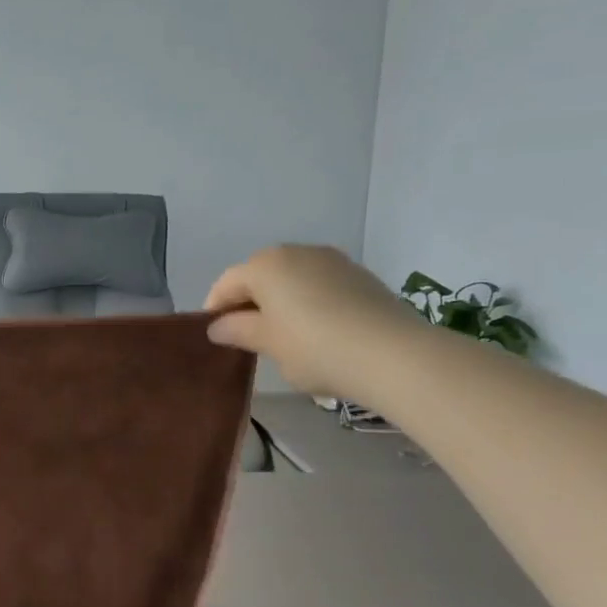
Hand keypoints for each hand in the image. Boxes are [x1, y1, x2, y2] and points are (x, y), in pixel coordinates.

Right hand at [204, 245, 428, 406]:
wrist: (392, 354)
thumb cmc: (315, 347)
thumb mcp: (268, 344)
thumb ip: (238, 330)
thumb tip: (218, 327)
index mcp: (265, 265)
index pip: (228, 283)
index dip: (216, 308)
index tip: (215, 336)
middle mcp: (296, 252)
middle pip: (260, 275)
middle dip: (249, 303)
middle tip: (246, 337)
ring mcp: (332, 260)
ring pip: (292, 279)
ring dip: (280, 301)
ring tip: (283, 336)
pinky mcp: (359, 275)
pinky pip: (320, 285)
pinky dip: (309, 302)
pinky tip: (317, 331)